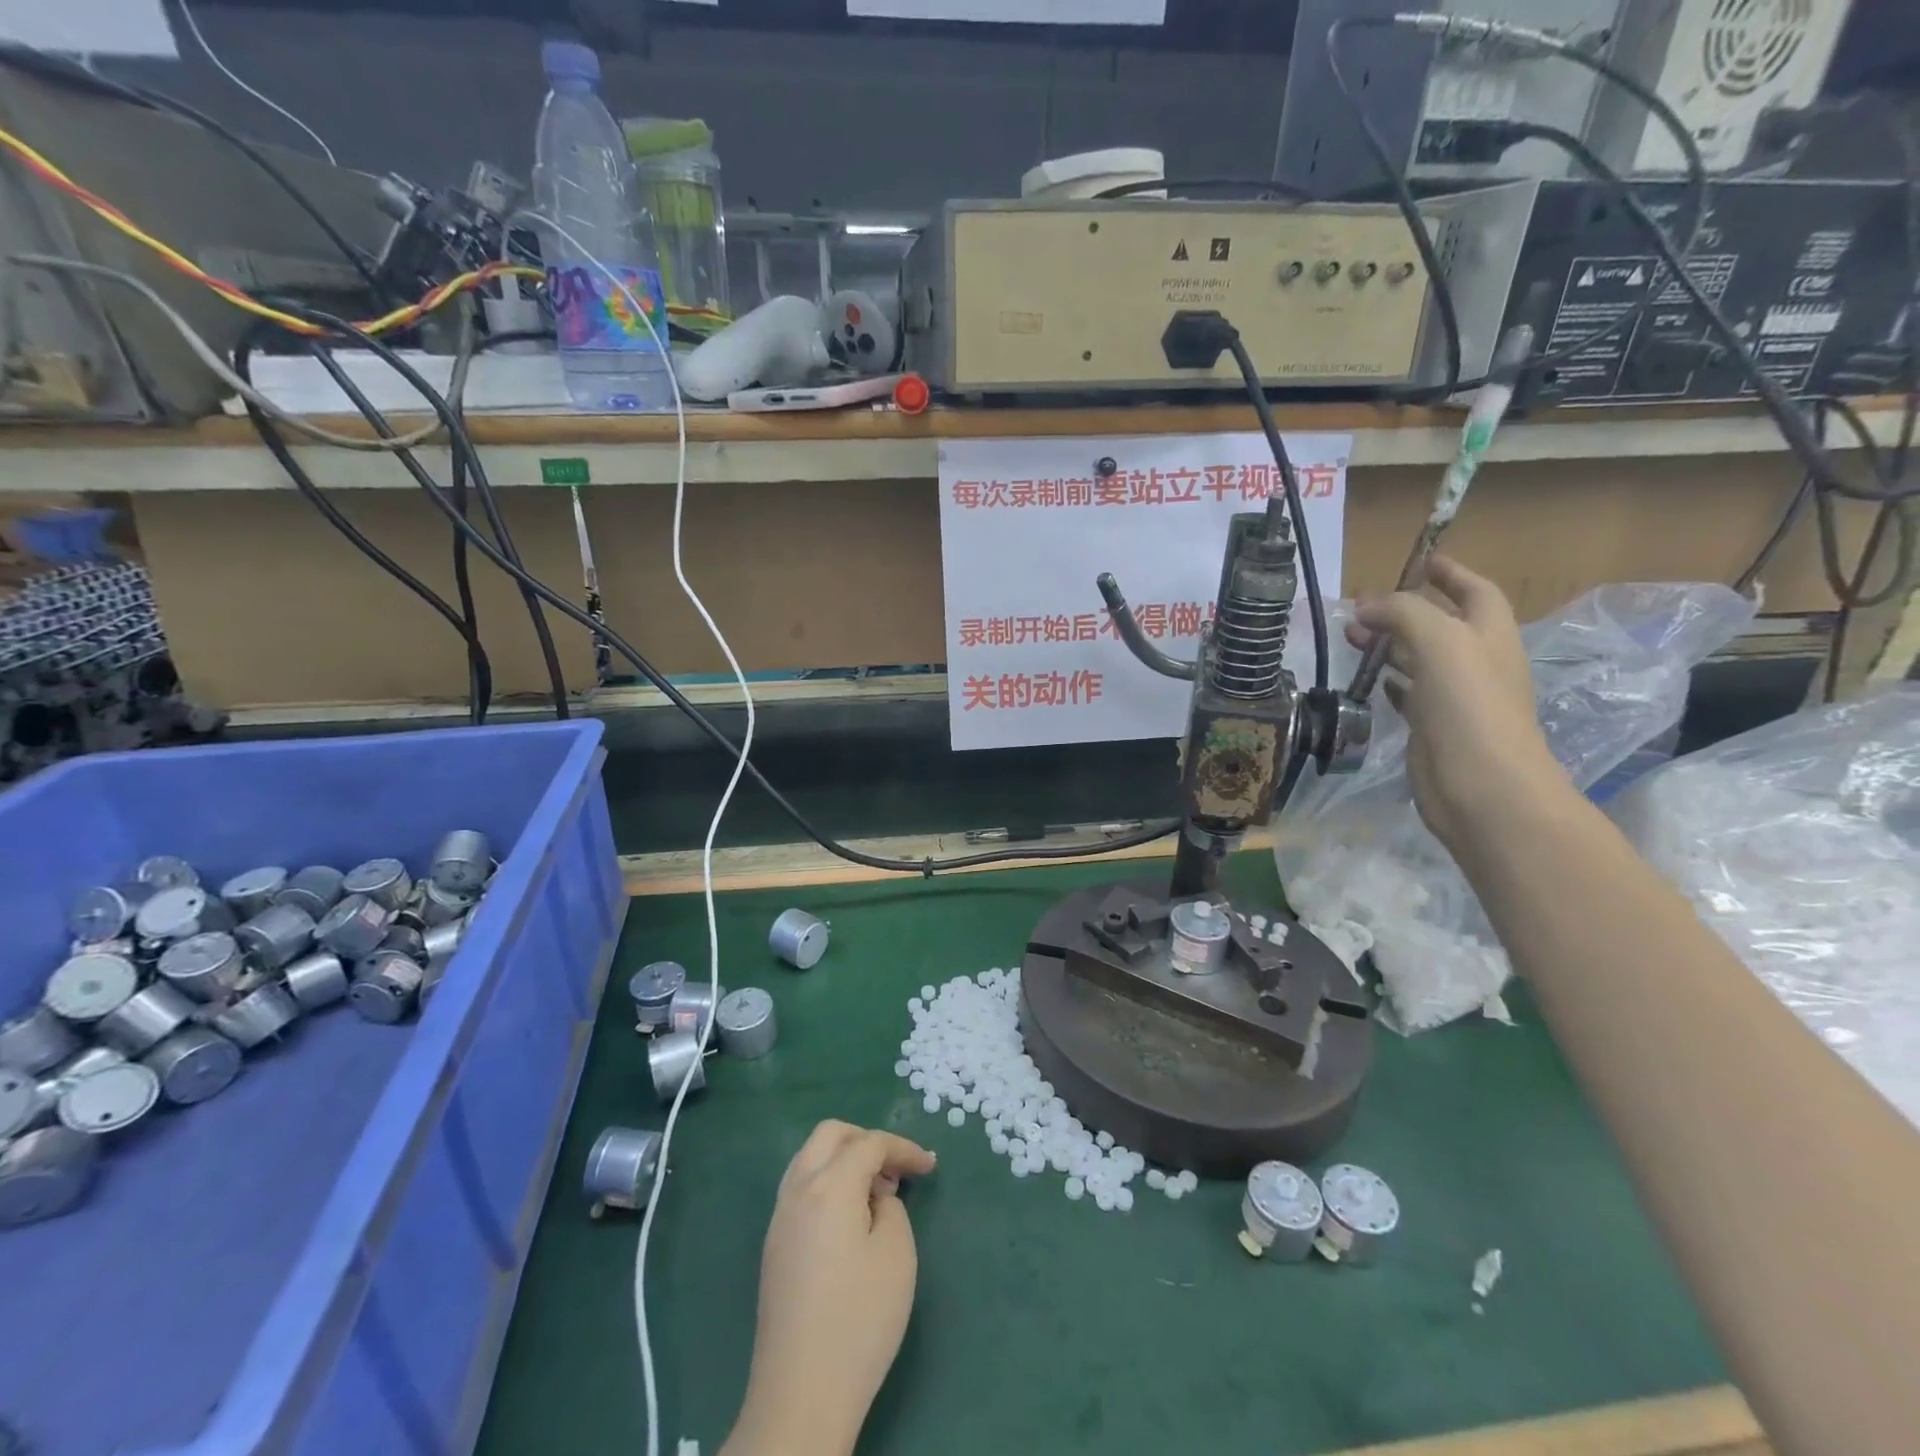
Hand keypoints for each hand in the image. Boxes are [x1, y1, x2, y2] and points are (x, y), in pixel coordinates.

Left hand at [723, 1121, 936, 1455]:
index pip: (869, 1144)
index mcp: (829, 1186)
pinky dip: (828, 1182)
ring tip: (875, 1192)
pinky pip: (801, 1188)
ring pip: (810, 1158)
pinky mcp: (774, 1246)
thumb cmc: (859, 1321)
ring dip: (844, 1158)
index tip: (930, 1166)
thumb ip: (890, 1207)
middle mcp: (798, 1190)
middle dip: (867, 1140)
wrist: (801, 1395)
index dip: (903, 1148)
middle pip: (830, 1135)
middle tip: (896, 1169)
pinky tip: (849, 1217)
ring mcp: (779, 1218)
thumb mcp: (896, 1255)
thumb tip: (874, 1197)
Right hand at [1345, 555, 1573, 860]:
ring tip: (1352, 638)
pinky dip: (1389, 681)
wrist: (1481, 786)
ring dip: (1389, 643)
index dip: (1451, 573)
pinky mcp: (1432, 727)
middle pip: (1439, 623)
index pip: (1474, 591)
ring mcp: (1454, 697)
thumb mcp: (1440, 642)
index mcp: (1489, 635)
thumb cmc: (1469, 706)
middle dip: (1403, 610)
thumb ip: (1404, 613)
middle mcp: (1475, 662)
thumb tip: (1365, 606)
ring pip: (1418, 658)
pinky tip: (1369, 680)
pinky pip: (1408, 694)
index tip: (1421, 560)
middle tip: (1361, 606)